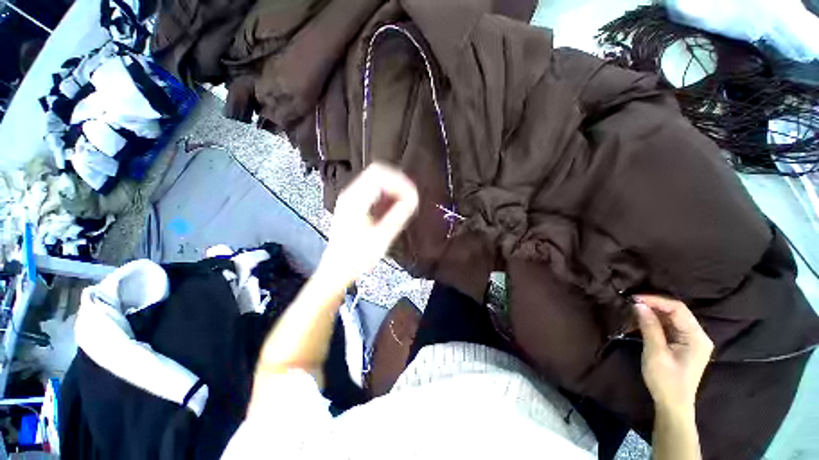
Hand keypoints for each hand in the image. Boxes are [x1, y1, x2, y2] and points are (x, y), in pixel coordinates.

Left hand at [316, 163, 418, 291]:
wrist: (337, 269)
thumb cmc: (357, 256)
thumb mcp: (381, 237)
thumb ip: (398, 215)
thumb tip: (413, 198)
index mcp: (355, 199)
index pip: (380, 174)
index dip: (400, 181)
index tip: (412, 195)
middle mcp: (351, 193)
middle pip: (377, 173)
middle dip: (397, 182)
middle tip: (410, 197)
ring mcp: (350, 198)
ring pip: (375, 180)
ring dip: (392, 188)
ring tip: (404, 202)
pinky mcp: (352, 205)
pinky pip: (372, 190)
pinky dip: (385, 194)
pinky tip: (393, 207)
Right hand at [634, 295, 713, 415]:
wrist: (673, 405)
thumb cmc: (666, 380)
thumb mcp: (656, 353)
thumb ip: (649, 327)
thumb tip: (639, 304)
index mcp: (697, 337)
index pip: (678, 309)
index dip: (656, 300)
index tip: (634, 298)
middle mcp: (698, 335)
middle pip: (676, 312)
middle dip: (654, 305)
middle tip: (631, 303)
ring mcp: (692, 341)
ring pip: (672, 319)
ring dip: (653, 313)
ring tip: (633, 311)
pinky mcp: (683, 345)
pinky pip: (669, 327)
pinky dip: (655, 322)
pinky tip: (641, 322)